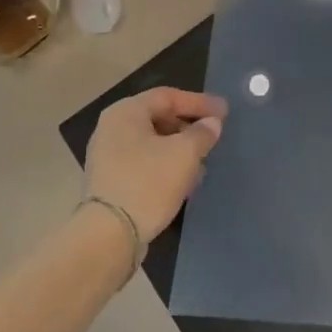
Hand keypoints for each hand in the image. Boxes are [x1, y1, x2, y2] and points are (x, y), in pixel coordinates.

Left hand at [84, 87, 223, 241]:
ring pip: (151, 143)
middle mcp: (112, 128)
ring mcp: (107, 156)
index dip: (199, 102)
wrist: (108, 235)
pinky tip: (183, 182)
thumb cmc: (148, 182)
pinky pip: (143, 163)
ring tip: (202, 163)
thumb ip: (202, 133)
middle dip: (188, 127)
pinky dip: (164, 166)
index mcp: (126, 112)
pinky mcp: (109, 181)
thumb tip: (211, 123)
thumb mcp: (184, 154)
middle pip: (158, 118)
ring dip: (179, 149)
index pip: (168, 96)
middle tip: (212, 136)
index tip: (224, 112)